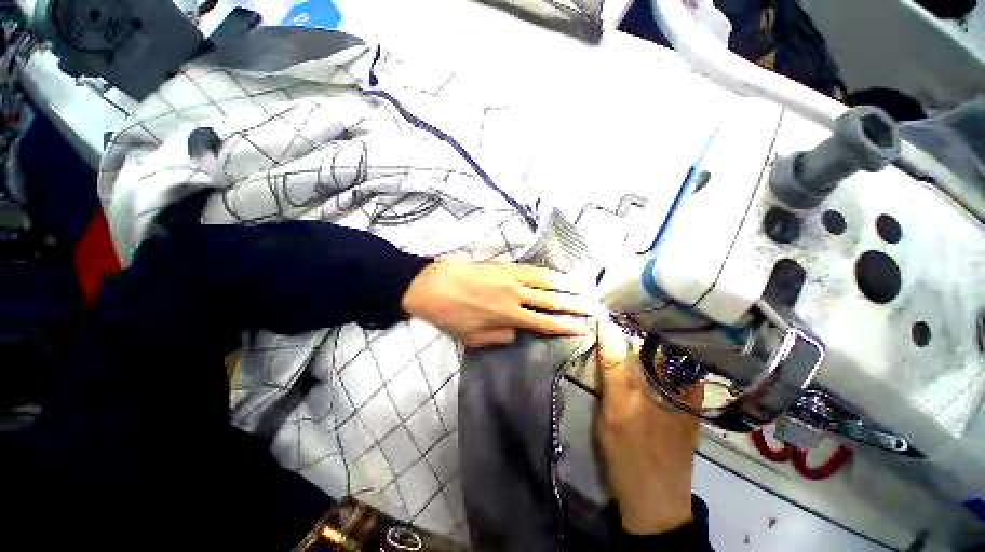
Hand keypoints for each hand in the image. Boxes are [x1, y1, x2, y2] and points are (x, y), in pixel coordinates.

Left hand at [401, 262, 596, 347]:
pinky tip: (557, 274)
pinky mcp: (504, 265)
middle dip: (574, 305)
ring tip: (583, 289)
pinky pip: (531, 269)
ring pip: (545, 281)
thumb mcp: (473, 338)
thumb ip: (499, 337)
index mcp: (507, 316)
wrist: (430, 285)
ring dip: (567, 285)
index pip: (544, 323)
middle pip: (551, 301)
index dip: (565, 326)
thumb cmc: (450, 315)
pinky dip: (548, 272)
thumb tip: (518, 332)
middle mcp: (514, 296)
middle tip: (593, 307)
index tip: (583, 327)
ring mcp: (510, 277)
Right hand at [595, 321, 701, 534]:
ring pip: (656, 353)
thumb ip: (613, 368)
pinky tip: (626, 348)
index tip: (617, 297)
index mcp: (673, 379)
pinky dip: (640, 354)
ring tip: (617, 318)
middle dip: (636, 321)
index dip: (638, 313)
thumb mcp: (617, 409)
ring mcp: (677, 391)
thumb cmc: (633, 453)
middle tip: (612, 304)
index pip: (659, 334)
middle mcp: (680, 381)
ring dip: (637, 336)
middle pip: (658, 340)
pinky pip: (655, 369)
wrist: (652, 502)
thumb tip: (606, 326)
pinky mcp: (671, 402)